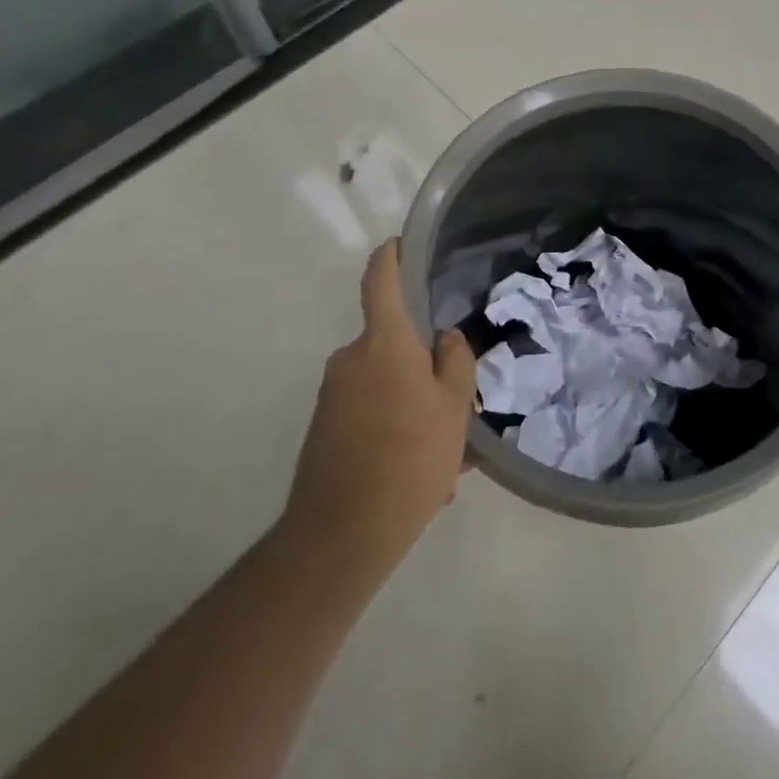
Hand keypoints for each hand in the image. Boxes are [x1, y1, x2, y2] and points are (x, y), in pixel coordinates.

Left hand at [283, 240, 476, 569]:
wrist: (342, 535)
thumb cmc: (410, 456)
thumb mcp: (455, 407)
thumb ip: (455, 362)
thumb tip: (445, 338)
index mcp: (384, 343)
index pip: (380, 281)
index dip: (392, 256)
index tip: (402, 243)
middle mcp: (350, 359)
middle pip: (391, 342)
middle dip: (421, 363)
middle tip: (454, 400)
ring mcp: (332, 395)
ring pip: (384, 384)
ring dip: (411, 404)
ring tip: (441, 451)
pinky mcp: (323, 428)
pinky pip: (368, 412)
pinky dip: (392, 428)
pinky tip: (416, 472)